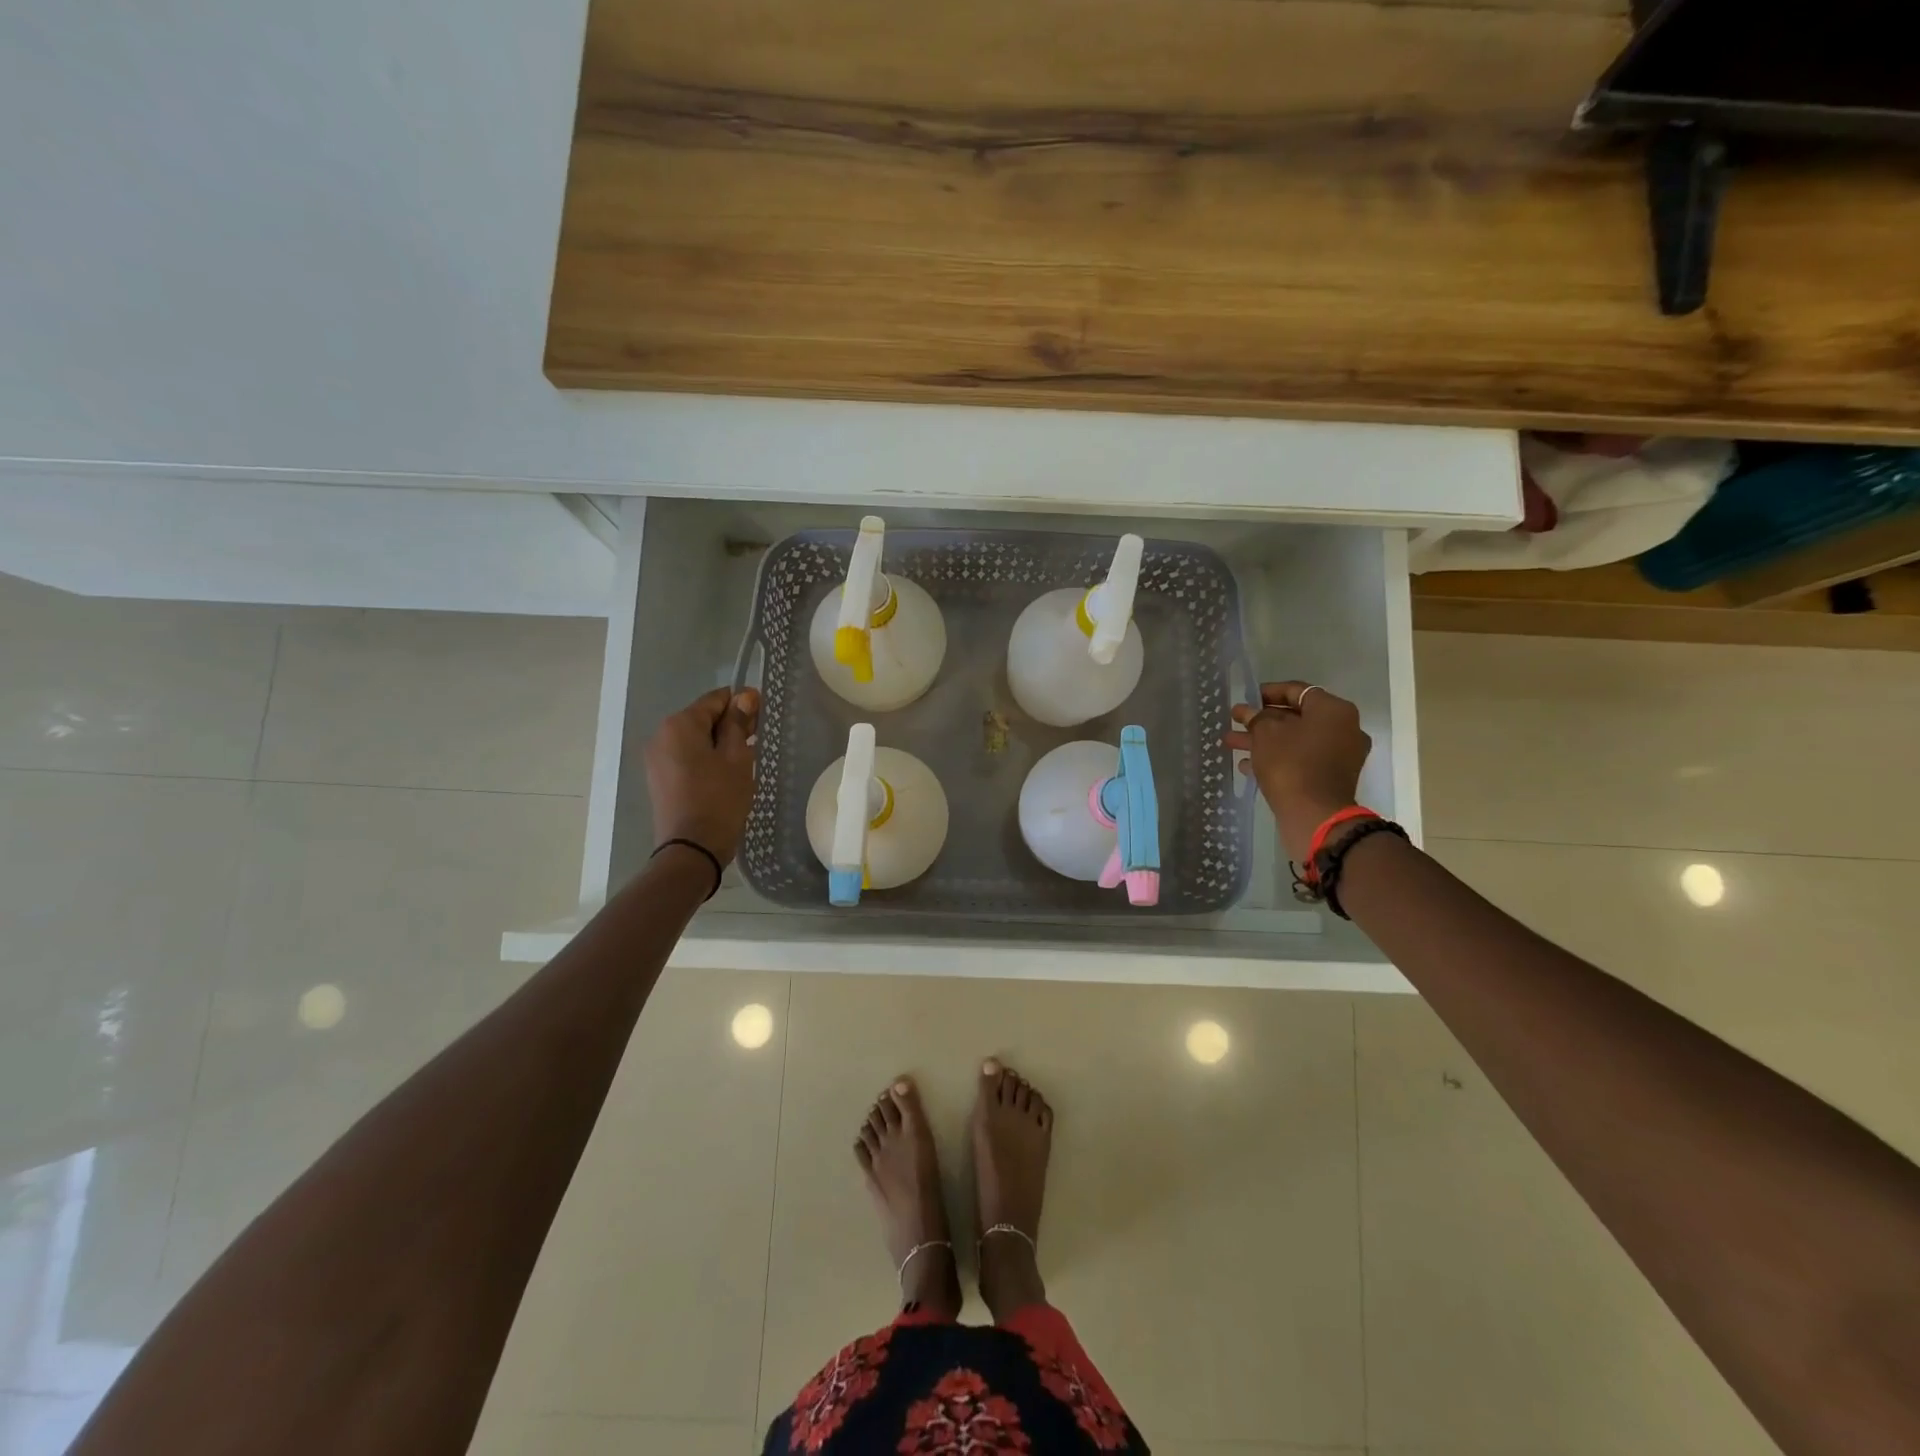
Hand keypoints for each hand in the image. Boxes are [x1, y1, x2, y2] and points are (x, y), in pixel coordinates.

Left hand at [645, 688, 759, 864]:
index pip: (716, 699)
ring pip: (695, 739)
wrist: (692, 849)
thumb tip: (744, 696)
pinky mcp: (659, 778)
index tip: (763, 717)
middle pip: (703, 718)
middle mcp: (661, 735)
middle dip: (731, 725)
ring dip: (720, 743)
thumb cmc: (719, 799)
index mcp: (679, 725)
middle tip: (757, 741)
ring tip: (745, 761)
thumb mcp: (737, 758)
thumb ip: (739, 724)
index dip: (742, 704)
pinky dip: (706, 759)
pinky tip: (726, 774)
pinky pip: (686, 757)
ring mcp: (657, 758)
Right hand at [1225, 680, 1371, 862]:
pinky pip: (1302, 759)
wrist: (1315, 814)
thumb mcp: (1266, 733)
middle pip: (1296, 717)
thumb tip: (1249, 711)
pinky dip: (1277, 758)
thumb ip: (1256, 717)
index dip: (1268, 692)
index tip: (1245, 698)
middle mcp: (1344, 728)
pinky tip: (1248, 765)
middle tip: (1236, 721)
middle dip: (1262, 720)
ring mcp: (1340, 755)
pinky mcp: (1332, 777)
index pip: (1297, 690)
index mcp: (1333, 710)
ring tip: (1232, 744)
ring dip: (1264, 740)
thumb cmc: (1291, 764)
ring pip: (1296, 740)